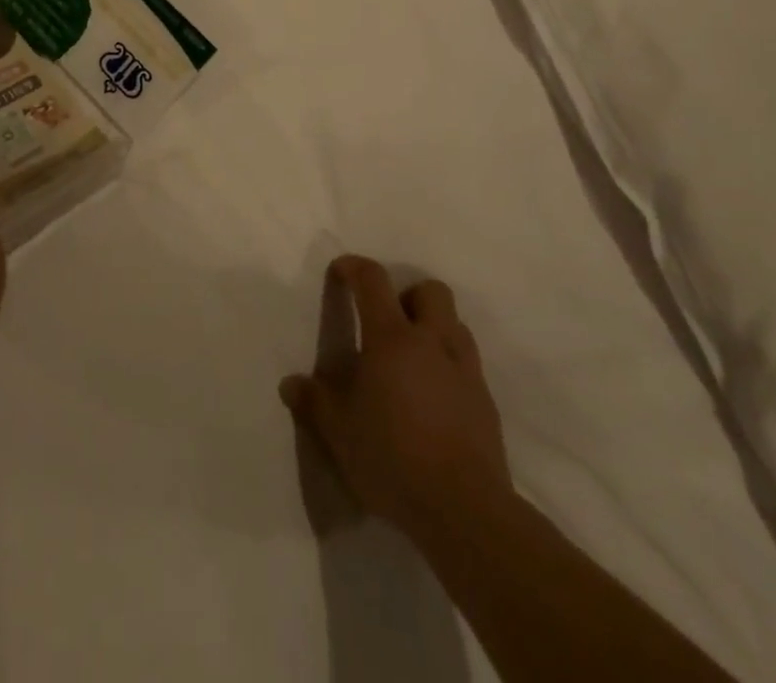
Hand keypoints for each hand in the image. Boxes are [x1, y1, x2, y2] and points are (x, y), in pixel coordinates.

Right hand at [280, 255, 512, 545]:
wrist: (463, 509)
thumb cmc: (392, 457)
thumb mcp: (339, 432)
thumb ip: (314, 402)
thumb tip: (290, 384)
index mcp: (392, 338)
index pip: (373, 281)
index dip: (354, 267)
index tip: (340, 271)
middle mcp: (432, 342)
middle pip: (430, 290)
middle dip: (408, 295)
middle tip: (388, 323)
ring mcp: (465, 370)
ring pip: (455, 324)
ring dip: (433, 329)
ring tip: (412, 361)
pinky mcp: (485, 401)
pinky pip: (467, 364)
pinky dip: (449, 366)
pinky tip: (433, 399)